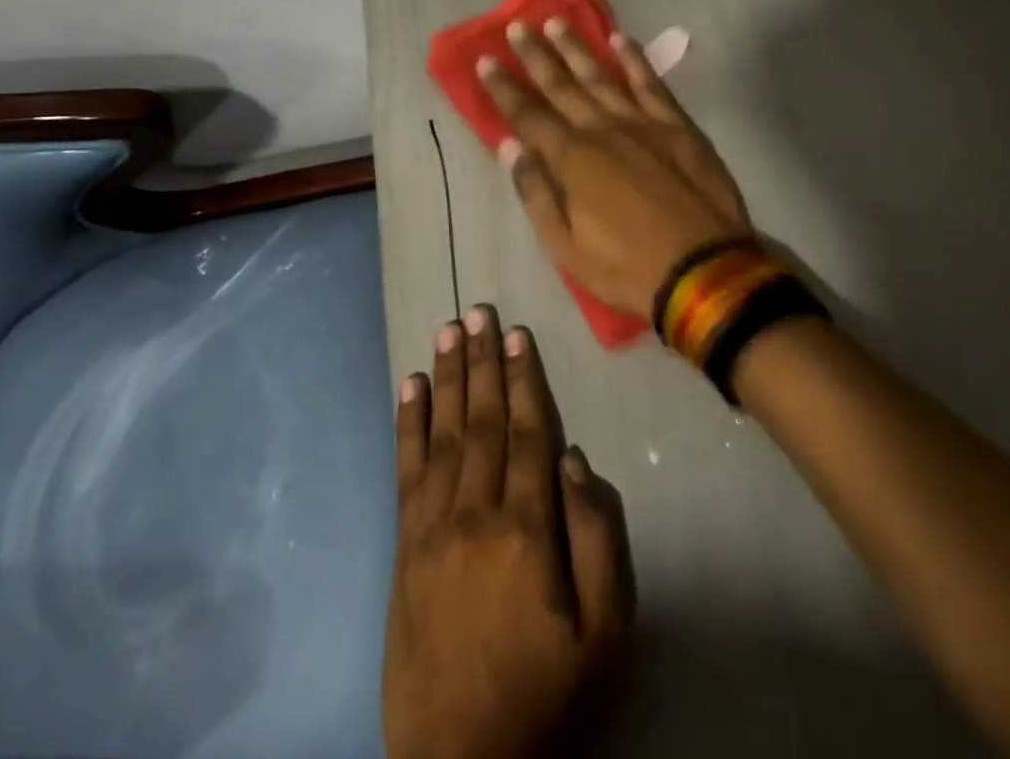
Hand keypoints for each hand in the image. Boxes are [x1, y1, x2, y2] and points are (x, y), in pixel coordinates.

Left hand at [383, 306, 633, 758]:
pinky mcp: (404, 546)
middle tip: (479, 311)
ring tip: (448, 330)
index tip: (518, 334)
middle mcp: (474, 512)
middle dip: (482, 361)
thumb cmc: (546, 697)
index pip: (526, 433)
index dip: (523, 379)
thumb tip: (576, 461)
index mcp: (526, 529)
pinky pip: (406, 470)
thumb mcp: (604, 636)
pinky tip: (410, 387)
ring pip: (443, 433)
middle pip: (481, 420)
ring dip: (447, 377)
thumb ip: (599, 541)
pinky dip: (408, 423)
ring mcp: (432, 527)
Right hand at [479, 20, 749, 317]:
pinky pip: (651, 83)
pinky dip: (634, 59)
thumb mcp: (565, 246)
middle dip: (536, 55)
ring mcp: (643, 123)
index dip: (504, 88)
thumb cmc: (627, 266)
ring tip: (557, 22)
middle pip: (562, 85)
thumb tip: (509, 147)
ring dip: (577, 48)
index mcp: (571, 160)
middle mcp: (602, 129)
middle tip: (517, 26)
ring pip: (602, 75)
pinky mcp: (678, 125)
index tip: (486, 59)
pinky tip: (620, 39)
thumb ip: (536, 192)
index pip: (527, 115)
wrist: (706, 269)